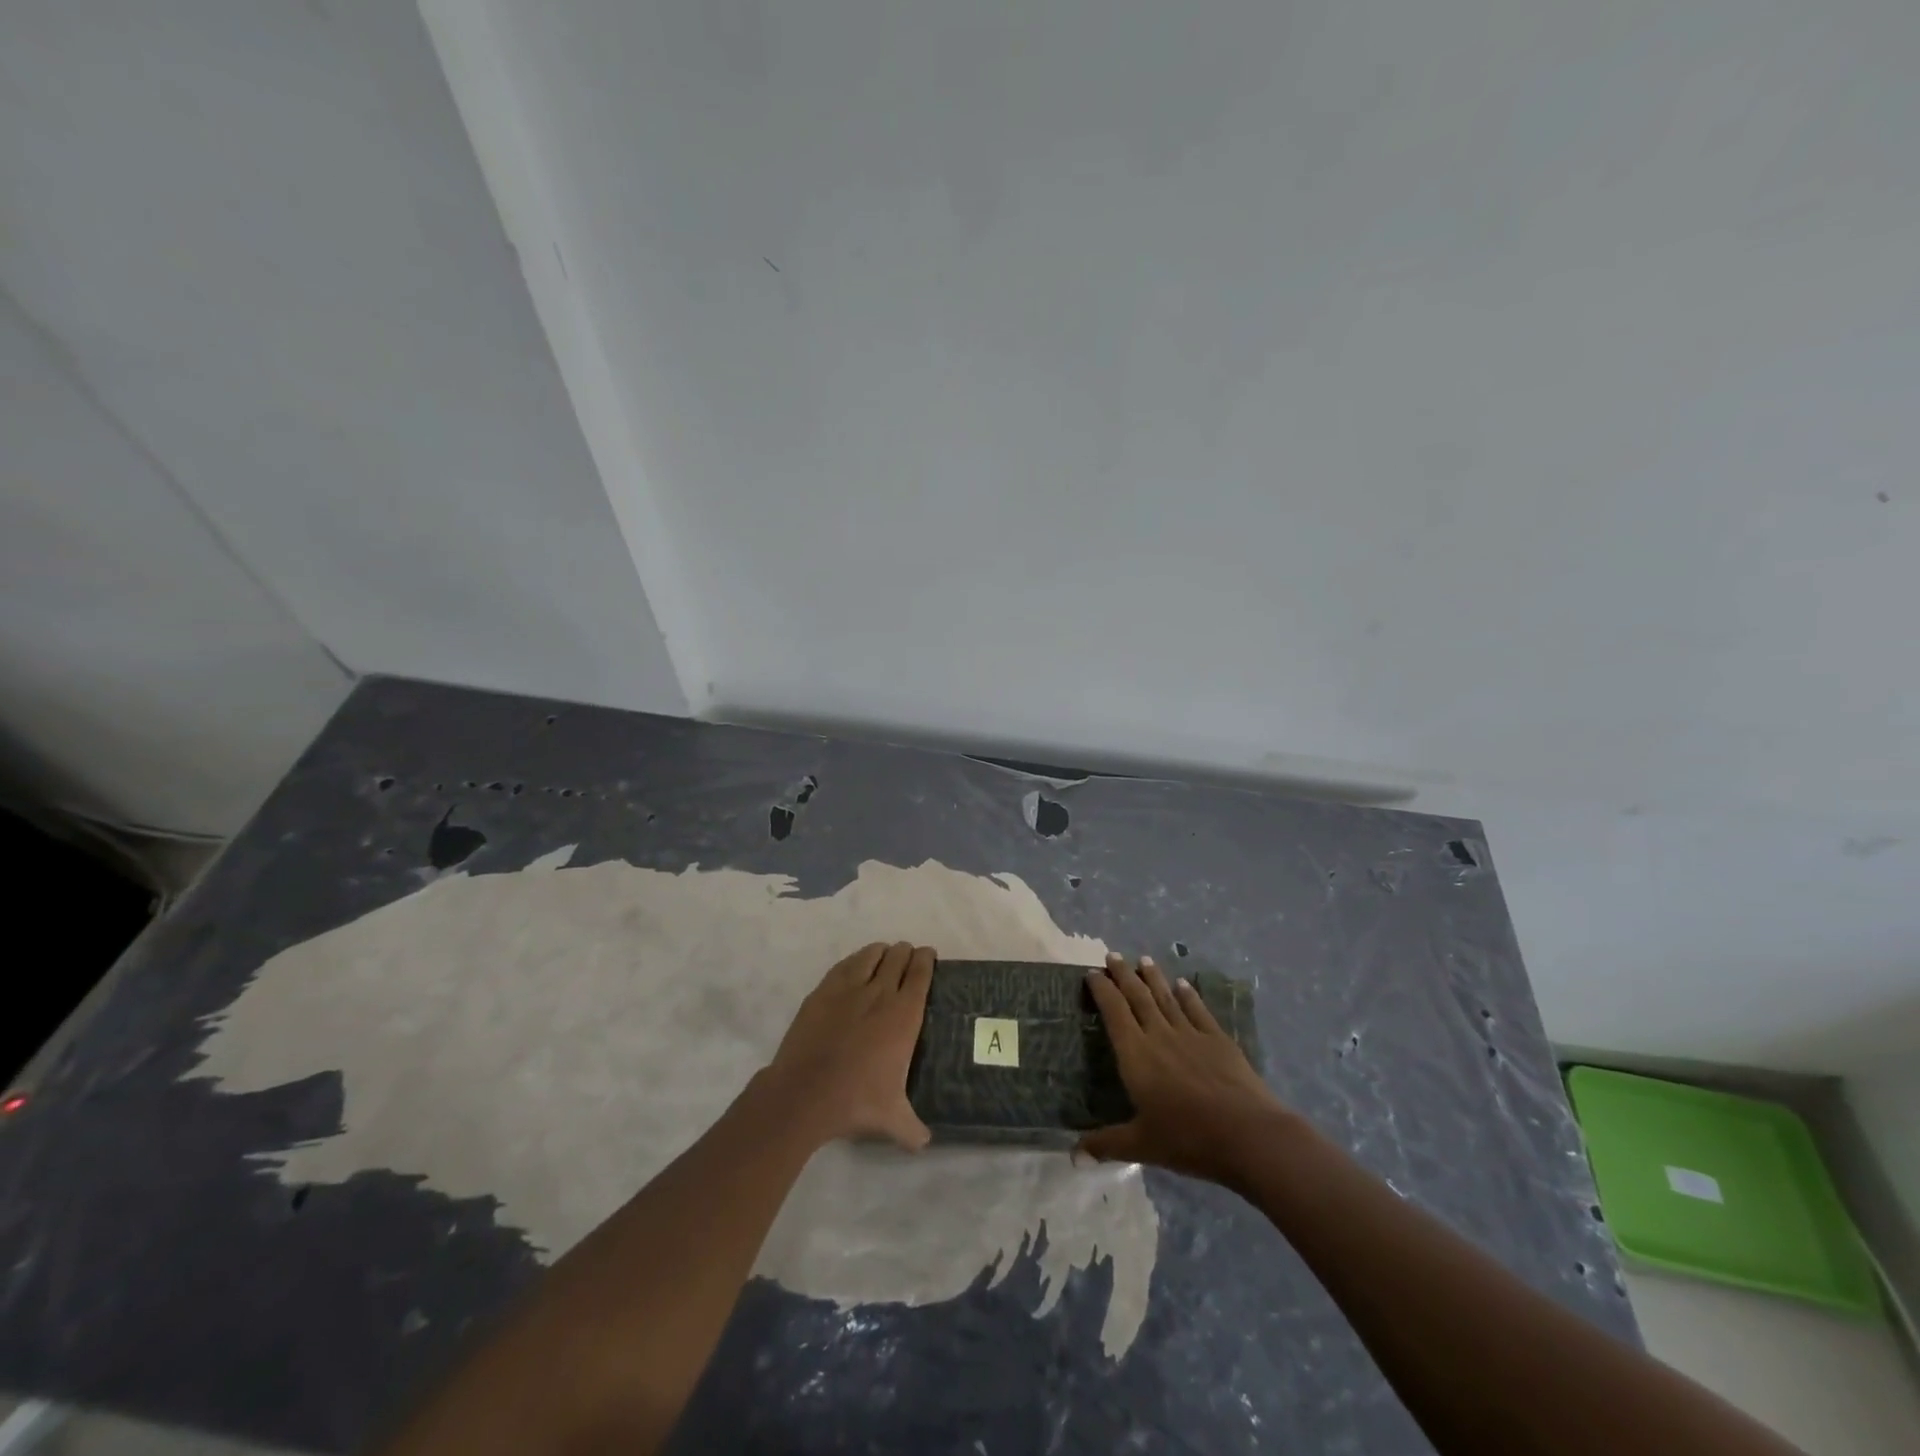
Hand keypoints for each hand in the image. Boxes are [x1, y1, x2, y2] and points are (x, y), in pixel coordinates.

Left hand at [763, 942, 934, 1150]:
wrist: (805, 1093)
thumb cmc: (855, 1100)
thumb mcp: (892, 1119)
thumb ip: (913, 1128)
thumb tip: (926, 1143)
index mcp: (903, 1015)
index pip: (921, 974)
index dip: (926, 959)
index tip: (929, 955)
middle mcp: (880, 993)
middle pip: (898, 957)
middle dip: (905, 953)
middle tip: (908, 958)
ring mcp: (848, 989)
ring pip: (870, 955)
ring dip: (881, 953)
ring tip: (884, 955)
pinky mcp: (822, 991)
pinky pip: (844, 965)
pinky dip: (854, 961)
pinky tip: (855, 966)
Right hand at [1078, 953, 1289, 1187]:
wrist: (1248, 1135)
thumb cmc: (1188, 1139)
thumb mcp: (1141, 1146)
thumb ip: (1106, 1144)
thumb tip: (1072, 1155)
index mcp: (1136, 1055)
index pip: (1113, 1012)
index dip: (1101, 990)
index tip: (1092, 973)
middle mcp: (1159, 1035)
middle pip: (1137, 996)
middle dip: (1123, 974)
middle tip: (1113, 955)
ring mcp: (1191, 1034)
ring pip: (1166, 997)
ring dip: (1153, 977)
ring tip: (1143, 959)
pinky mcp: (1218, 1040)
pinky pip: (1198, 1010)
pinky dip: (1188, 995)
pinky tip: (1183, 984)